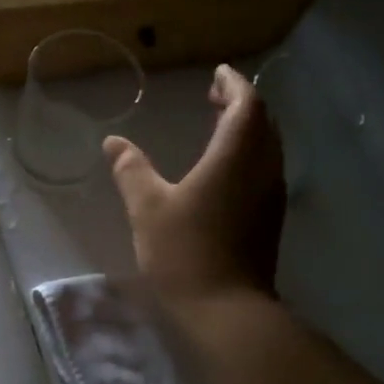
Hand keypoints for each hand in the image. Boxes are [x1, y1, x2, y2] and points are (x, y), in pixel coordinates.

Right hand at [105, 64, 286, 306]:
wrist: (226, 309)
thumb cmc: (184, 252)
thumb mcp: (148, 207)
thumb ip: (131, 170)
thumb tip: (113, 142)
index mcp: (236, 157)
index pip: (246, 105)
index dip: (233, 85)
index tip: (217, 74)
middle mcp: (262, 169)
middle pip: (263, 122)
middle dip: (241, 103)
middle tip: (215, 95)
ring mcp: (270, 196)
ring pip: (268, 147)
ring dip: (248, 129)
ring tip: (218, 125)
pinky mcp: (269, 219)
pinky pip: (265, 168)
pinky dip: (249, 153)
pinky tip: (224, 168)